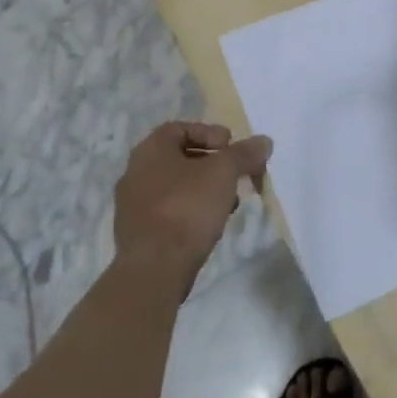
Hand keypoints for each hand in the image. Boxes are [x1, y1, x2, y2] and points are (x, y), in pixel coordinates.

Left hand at [113, 121, 273, 289]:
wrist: (154, 269)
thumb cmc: (187, 208)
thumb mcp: (223, 173)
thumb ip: (244, 153)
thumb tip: (263, 141)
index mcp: (150, 150)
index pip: (180, 128)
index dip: (209, 132)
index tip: (231, 146)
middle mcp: (135, 172)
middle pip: (179, 157)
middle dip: (211, 163)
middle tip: (235, 173)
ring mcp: (133, 205)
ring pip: (175, 186)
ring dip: (204, 188)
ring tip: (229, 202)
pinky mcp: (138, 233)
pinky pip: (169, 211)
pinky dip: (191, 210)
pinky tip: (210, 224)